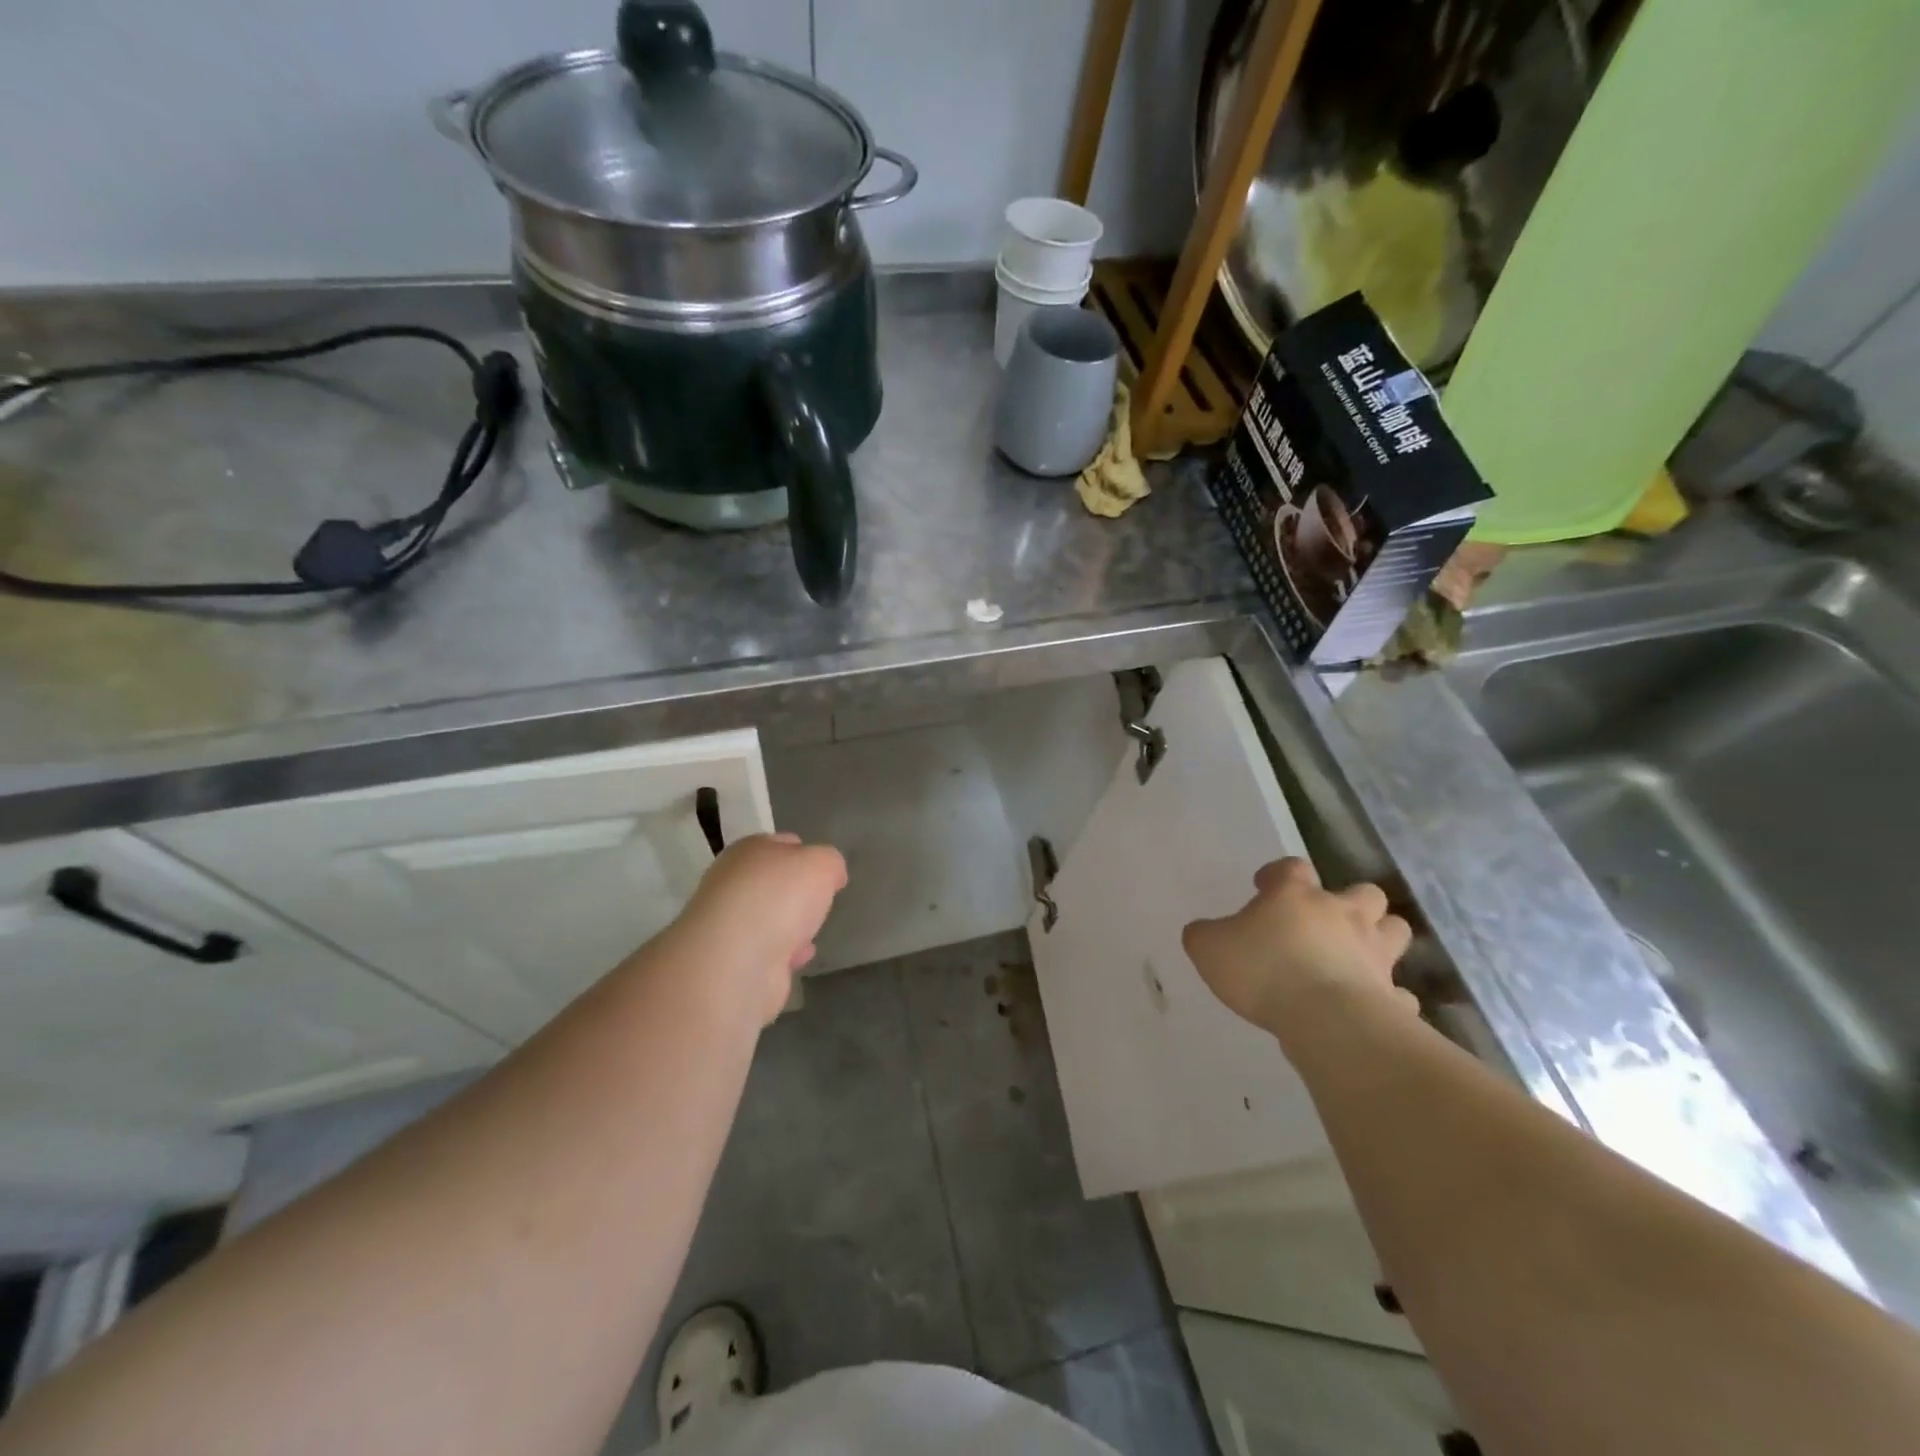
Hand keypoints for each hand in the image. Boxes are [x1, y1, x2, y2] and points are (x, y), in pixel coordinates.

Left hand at [671, 833, 847, 1025]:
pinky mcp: (730, 959)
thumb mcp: (822, 864)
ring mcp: (728, 923)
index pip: (781, 843)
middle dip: (796, 892)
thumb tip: (830, 875)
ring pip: (768, 918)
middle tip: (820, 901)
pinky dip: (783, 953)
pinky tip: (798, 958)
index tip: (826, 871)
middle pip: (773, 882)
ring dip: (789, 925)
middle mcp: (731, 882)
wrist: (737, 961)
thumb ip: (830, 863)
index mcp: (749, 850)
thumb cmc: (780, 898)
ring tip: (811, 933)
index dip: (806, 853)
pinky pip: (765, 950)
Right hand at [1182, 858, 1415, 1038]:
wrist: (1326, 1021)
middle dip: (1351, 902)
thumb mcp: (1209, 949)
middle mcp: (1342, 916)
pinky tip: (1372, 1005)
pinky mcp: (1393, 997)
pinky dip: (1389, 996)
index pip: (1291, 867)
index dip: (1278, 874)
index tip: (1264, 887)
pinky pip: (1399, 992)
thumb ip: (1204, 935)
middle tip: (1326, 922)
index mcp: (1296, 896)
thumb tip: (1204, 932)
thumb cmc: (1263, 971)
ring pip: (1394, 931)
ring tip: (1358, 955)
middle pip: (1364, 892)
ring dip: (1380, 938)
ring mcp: (1375, 955)